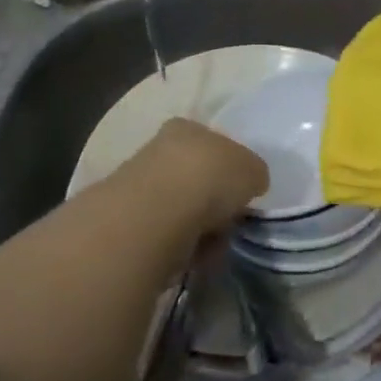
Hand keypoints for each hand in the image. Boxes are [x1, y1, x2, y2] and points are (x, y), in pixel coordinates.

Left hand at [121, 117, 267, 236]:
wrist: (156, 214)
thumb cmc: (210, 177)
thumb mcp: (252, 169)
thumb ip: (253, 173)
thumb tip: (250, 183)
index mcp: (188, 127)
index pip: (212, 143)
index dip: (229, 168)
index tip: (241, 192)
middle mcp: (160, 148)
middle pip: (195, 177)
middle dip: (213, 201)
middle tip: (229, 222)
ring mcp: (139, 183)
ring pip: (181, 207)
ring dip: (199, 227)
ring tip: (212, 244)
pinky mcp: (128, 219)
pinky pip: (167, 233)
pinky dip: (182, 245)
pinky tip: (191, 254)